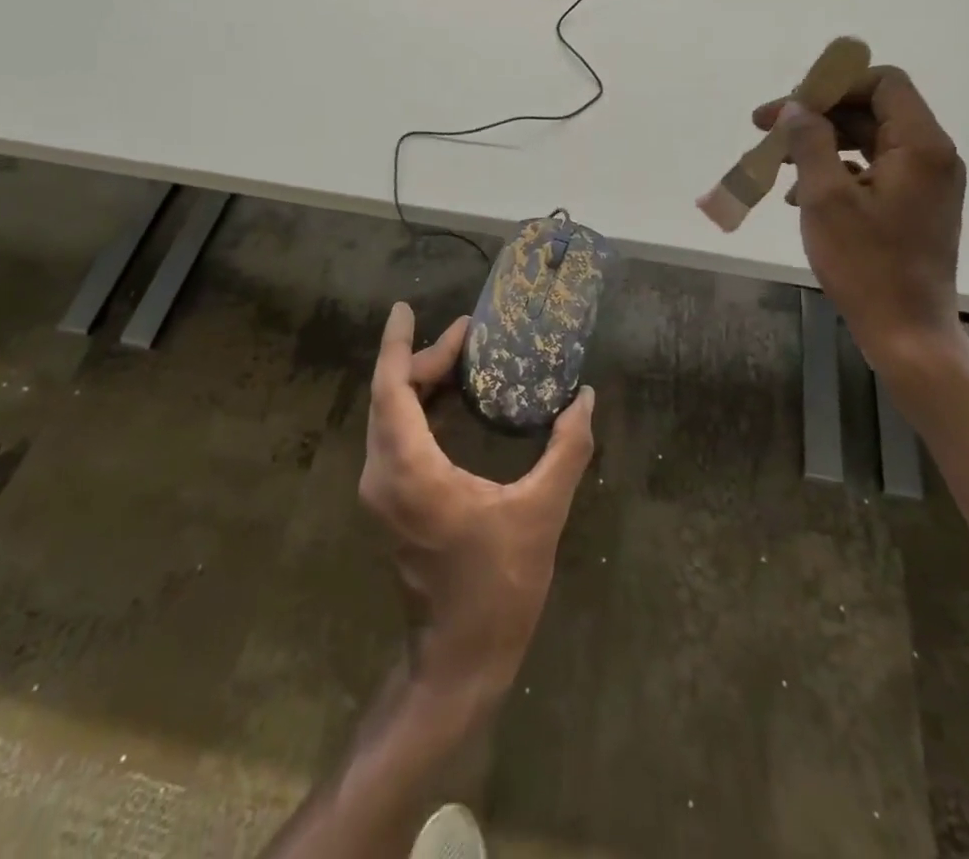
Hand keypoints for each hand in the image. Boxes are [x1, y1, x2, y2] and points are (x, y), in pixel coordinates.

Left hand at [359, 303, 595, 706]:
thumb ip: (565, 451)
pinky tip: (452, 400)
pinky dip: (419, 409)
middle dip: (422, 359)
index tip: (404, 308)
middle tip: (464, 335)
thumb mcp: (540, 513)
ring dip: (419, 383)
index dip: (397, 344)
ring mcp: (383, 492)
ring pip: (390, 417)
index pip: (392, 388)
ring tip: (460, 357)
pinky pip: (397, 438)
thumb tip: (585, 399)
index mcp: (410, 470)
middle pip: (390, 397)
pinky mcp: (393, 504)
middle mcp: (384, 474)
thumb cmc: (498, 587)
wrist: (459, 661)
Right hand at [753, 65, 966, 377]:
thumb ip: (809, 142)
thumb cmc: (866, 264)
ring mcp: (924, 183)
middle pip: (872, 110)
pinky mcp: (913, 206)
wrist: (906, 332)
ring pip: (868, 141)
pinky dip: (835, 171)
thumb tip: (794, 107)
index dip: (834, 85)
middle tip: (767, 129)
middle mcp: (931, 155)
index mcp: (921, 145)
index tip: (790, 105)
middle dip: (817, 115)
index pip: (884, 82)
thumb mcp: (825, 197)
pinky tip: (798, 195)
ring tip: (775, 161)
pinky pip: (872, 170)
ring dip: (820, 144)